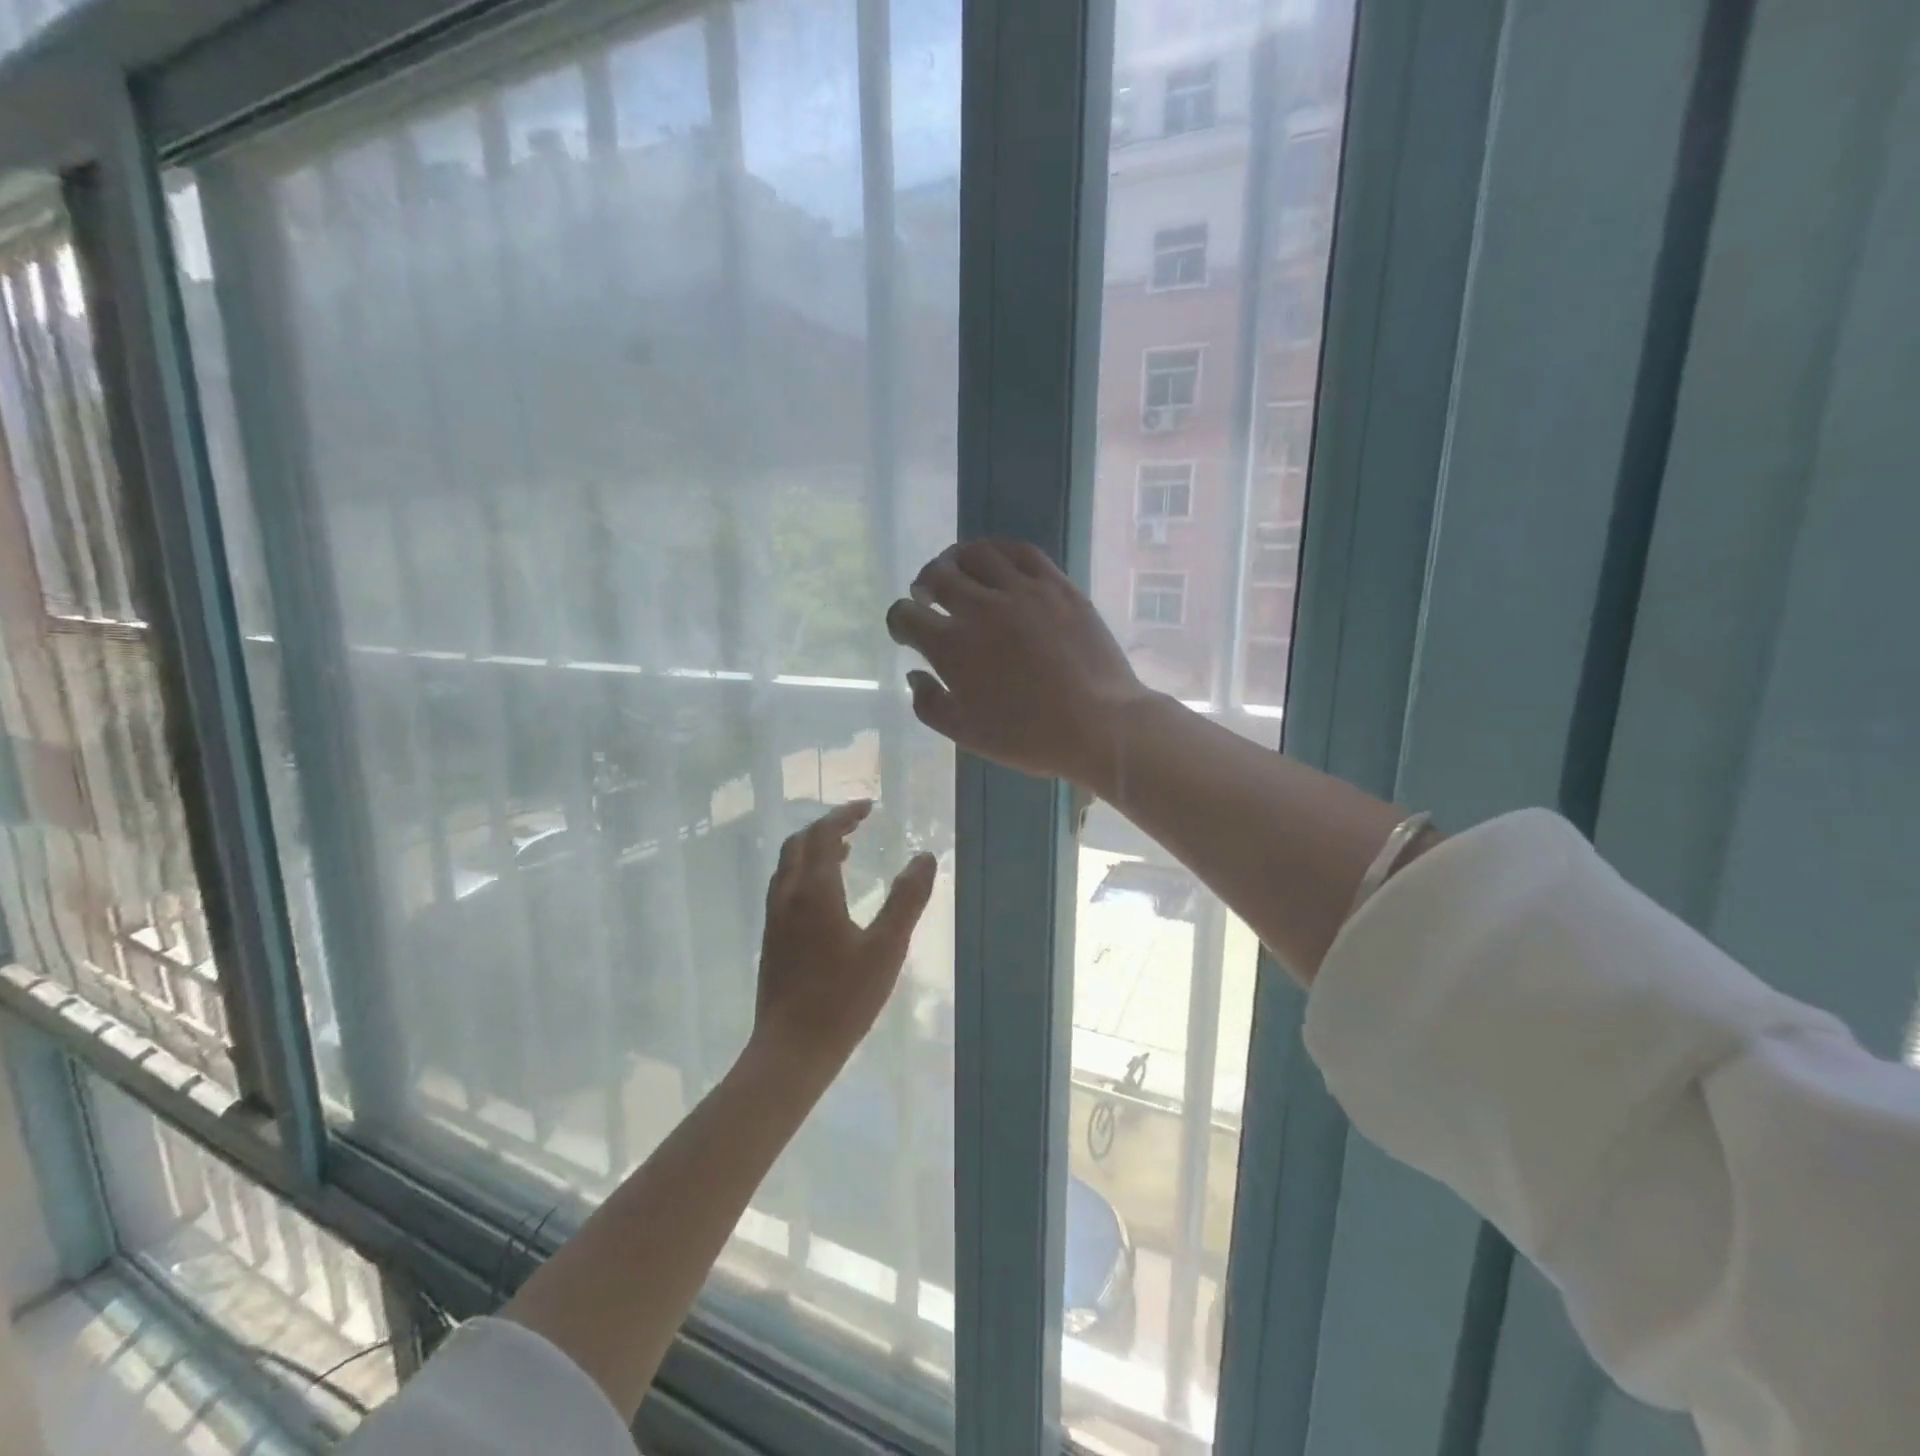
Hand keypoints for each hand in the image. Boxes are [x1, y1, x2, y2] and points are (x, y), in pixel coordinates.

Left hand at [752, 801, 936, 1080]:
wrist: (791, 1050)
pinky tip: (827, 895)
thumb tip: (925, 856)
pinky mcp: (771, 940)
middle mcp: (787, 896)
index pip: (823, 834)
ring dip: (813, 849)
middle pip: (798, 844)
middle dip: (826, 827)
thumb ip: (907, 899)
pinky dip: (805, 872)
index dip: (844, 815)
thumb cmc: (843, 998)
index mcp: (813, 891)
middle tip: (856, 824)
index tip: (868, 807)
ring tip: (844, 851)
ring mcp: (775, 919)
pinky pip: (785, 887)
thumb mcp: (887, 947)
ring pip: (788, 866)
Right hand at [885, 539, 1149, 791]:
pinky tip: (996, 561)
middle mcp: (981, 609)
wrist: (1099, 724)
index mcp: (952, 647)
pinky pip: (1021, 552)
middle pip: (937, 575)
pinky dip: (999, 551)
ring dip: (957, 560)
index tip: (907, 632)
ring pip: (977, 554)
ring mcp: (1022, 592)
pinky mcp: (1057, 586)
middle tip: (928, 596)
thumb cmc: (1029, 737)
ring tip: (958, 571)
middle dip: (923, 584)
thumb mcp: (966, 734)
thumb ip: (929, 703)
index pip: (906, 615)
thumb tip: (914, 672)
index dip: (899, 621)